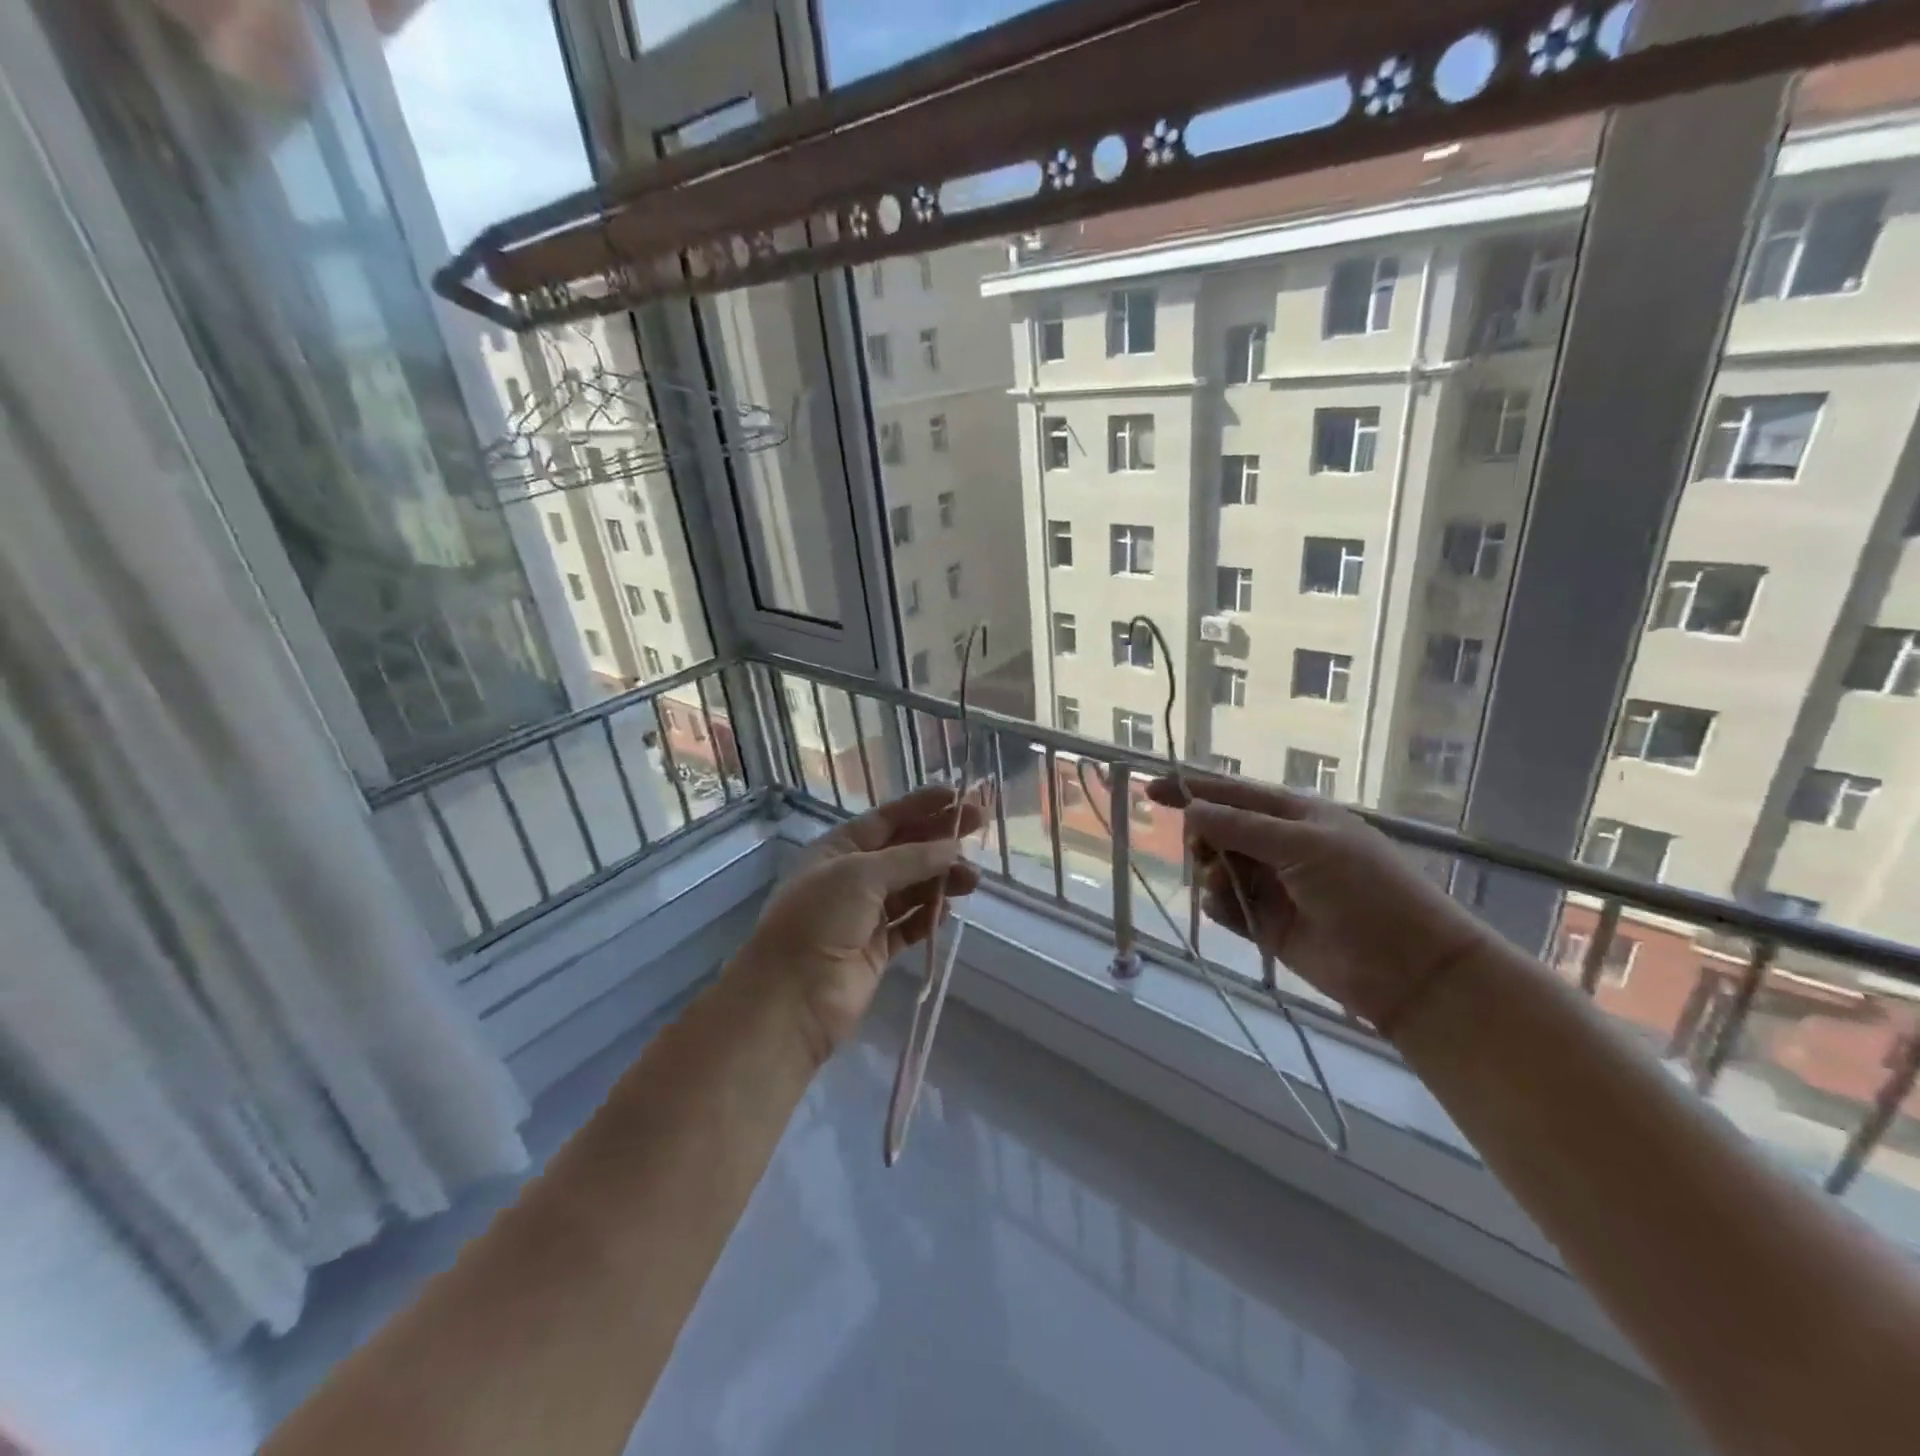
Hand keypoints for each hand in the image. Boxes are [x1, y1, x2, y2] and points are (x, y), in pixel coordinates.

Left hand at [739, 785, 982, 1061]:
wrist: (792, 997)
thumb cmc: (819, 920)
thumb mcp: (862, 874)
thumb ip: (912, 858)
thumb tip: (953, 847)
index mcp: (838, 850)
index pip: (886, 819)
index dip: (922, 806)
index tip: (959, 796)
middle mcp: (852, 878)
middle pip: (904, 851)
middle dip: (939, 839)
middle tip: (979, 827)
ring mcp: (864, 915)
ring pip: (912, 888)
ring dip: (941, 879)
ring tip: (971, 879)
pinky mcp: (876, 949)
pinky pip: (910, 925)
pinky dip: (928, 916)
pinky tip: (946, 910)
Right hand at [1147, 776, 1496, 1035]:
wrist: (1407, 968)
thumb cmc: (1363, 890)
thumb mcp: (1303, 846)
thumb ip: (1242, 828)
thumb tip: (1192, 809)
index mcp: (1295, 815)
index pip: (1233, 794)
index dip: (1192, 790)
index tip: (1150, 790)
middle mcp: (1279, 845)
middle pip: (1220, 831)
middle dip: (1204, 838)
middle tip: (1203, 853)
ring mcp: (1272, 885)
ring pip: (1217, 869)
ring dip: (1211, 873)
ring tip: (1225, 887)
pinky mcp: (1265, 924)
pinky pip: (1224, 905)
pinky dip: (1218, 904)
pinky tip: (1229, 911)